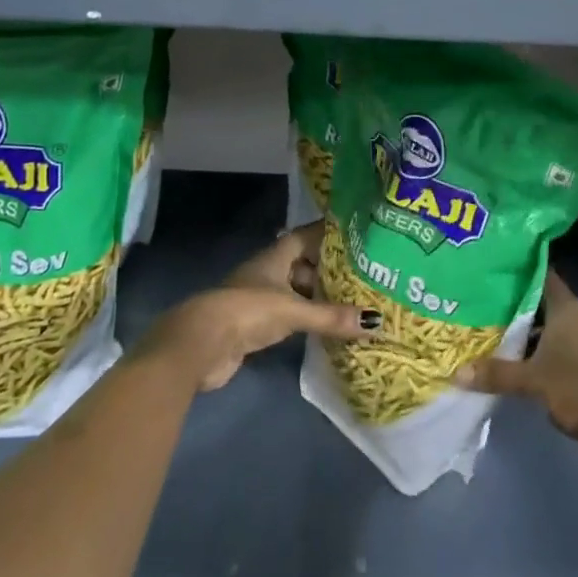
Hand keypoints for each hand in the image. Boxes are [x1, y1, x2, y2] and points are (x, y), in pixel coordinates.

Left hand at [141, 222, 375, 392]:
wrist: (201, 344)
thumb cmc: (248, 310)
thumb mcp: (293, 310)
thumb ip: (331, 317)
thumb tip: (376, 322)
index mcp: (276, 255)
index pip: (307, 235)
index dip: (329, 233)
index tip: (356, 232)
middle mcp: (269, 271)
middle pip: (304, 263)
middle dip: (329, 268)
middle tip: (363, 272)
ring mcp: (260, 297)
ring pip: (296, 290)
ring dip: (318, 295)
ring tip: (352, 300)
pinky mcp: (256, 324)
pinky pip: (290, 313)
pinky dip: (307, 317)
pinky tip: (325, 326)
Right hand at [454, 271, 577, 476]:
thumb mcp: (534, 380)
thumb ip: (497, 373)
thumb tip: (457, 372)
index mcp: (566, 308)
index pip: (541, 274)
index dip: (519, 266)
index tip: (492, 261)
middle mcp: (573, 319)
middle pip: (538, 301)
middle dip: (511, 300)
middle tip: (477, 293)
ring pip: (543, 328)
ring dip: (520, 330)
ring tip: (484, 324)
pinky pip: (549, 350)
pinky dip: (530, 352)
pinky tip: (506, 358)